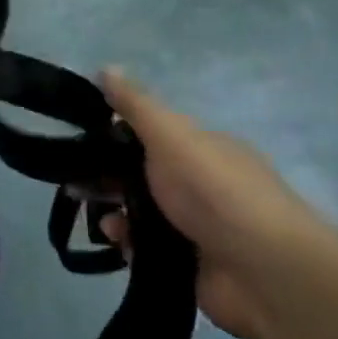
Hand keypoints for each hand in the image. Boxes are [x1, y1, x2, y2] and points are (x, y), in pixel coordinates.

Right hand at [96, 72, 337, 338]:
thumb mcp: (171, 135)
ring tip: (105, 224)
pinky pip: (149, 251)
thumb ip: (136, 105)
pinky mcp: (191, 265)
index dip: (115, 137)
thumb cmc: (214, 191)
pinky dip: (131, 247)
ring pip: (142, 214)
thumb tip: (105, 67)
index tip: (82, 144)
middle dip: (109, 179)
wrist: (263, 271)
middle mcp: (203, 185)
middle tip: (74, 186)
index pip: (153, 136)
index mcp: (203, 149)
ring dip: (117, 215)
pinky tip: (120, 246)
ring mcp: (198, 228)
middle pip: (143, 176)